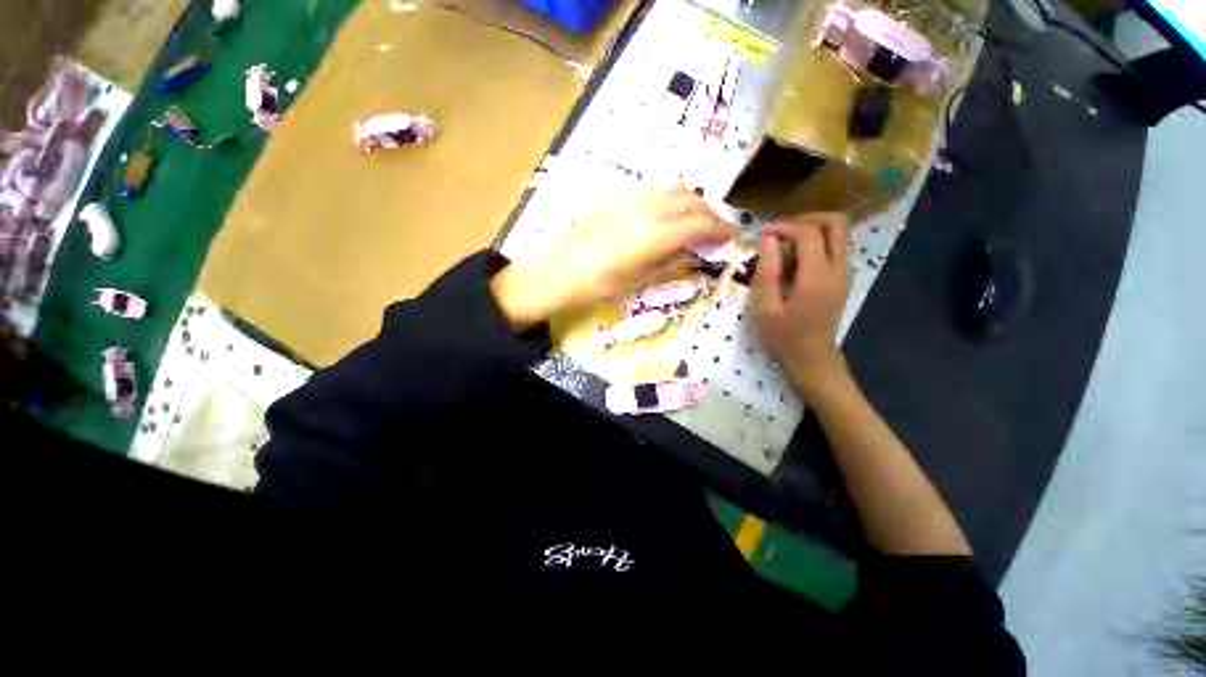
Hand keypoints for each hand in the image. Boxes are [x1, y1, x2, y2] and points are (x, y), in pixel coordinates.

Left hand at [492, 186, 734, 329]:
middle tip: (719, 233)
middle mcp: (646, 208)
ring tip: (697, 223)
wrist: (555, 271)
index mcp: (653, 235)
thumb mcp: (638, 282)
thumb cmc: (596, 286)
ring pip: (674, 189)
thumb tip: (695, 252)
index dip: (722, 231)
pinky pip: (654, 190)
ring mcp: (630, 198)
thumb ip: (670, 262)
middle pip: (691, 202)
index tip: (734, 240)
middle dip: (712, 215)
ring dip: (693, 203)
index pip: (700, 224)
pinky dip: (672, 199)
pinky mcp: (617, 196)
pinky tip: (669, 215)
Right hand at [752, 213, 852, 395]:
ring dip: (812, 230)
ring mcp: (845, 274)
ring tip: (784, 245)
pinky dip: (816, 244)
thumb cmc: (783, 336)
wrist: (811, 359)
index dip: (784, 226)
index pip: (809, 233)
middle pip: (836, 223)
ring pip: (839, 233)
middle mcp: (838, 269)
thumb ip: (767, 271)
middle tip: (780, 230)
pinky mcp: (843, 279)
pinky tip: (794, 261)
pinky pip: (835, 248)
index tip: (762, 234)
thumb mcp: (765, 307)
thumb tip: (767, 239)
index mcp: (817, 277)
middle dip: (807, 219)